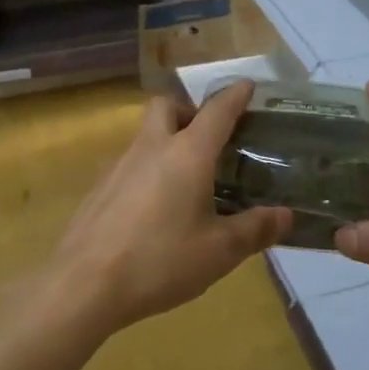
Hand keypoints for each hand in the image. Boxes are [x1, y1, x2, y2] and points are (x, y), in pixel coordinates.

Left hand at [50, 80, 290, 334]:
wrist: (84, 284)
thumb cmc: (160, 261)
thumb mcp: (219, 251)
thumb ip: (254, 230)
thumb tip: (285, 215)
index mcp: (187, 154)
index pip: (217, 111)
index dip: (235, 95)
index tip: (248, 85)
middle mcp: (152, 147)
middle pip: (167, 107)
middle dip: (189, 110)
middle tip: (208, 139)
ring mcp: (119, 165)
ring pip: (145, 135)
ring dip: (166, 142)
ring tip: (186, 180)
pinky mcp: (99, 188)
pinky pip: (129, 164)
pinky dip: (147, 171)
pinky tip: (153, 209)